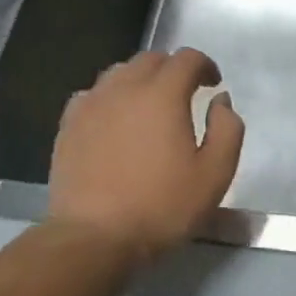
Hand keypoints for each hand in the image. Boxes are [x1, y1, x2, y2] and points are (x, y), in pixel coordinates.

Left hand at [48, 48, 243, 263]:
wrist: (95, 236)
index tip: (213, 84)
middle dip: (173, 69)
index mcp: (162, 95)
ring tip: (151, 106)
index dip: (205, 65)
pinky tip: (116, 121)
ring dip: (141, 80)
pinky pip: (93, 95)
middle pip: (151, 59)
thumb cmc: (162, 206)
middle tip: (186, 94)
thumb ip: (227, 129)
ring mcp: (91, 104)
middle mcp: (124, 88)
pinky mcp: (69, 124)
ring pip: (119, 73)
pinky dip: (112, 98)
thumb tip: (221, 100)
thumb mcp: (215, 174)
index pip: (187, 59)